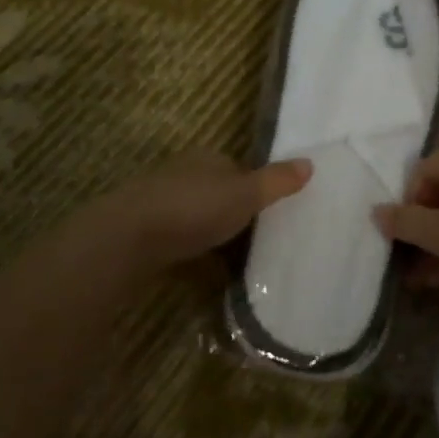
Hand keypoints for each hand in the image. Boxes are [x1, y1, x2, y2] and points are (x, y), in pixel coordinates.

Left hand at [100, 149, 310, 269]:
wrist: (128, 238)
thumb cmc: (192, 209)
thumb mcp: (244, 194)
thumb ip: (276, 182)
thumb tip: (310, 162)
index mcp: (207, 160)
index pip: (239, 170)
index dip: (258, 190)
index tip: (276, 214)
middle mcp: (184, 176)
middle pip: (219, 195)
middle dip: (237, 215)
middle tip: (264, 242)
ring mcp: (162, 205)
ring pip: (200, 220)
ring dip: (218, 238)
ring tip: (243, 264)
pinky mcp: (149, 234)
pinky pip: (184, 244)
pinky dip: (198, 257)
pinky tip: (211, 277)